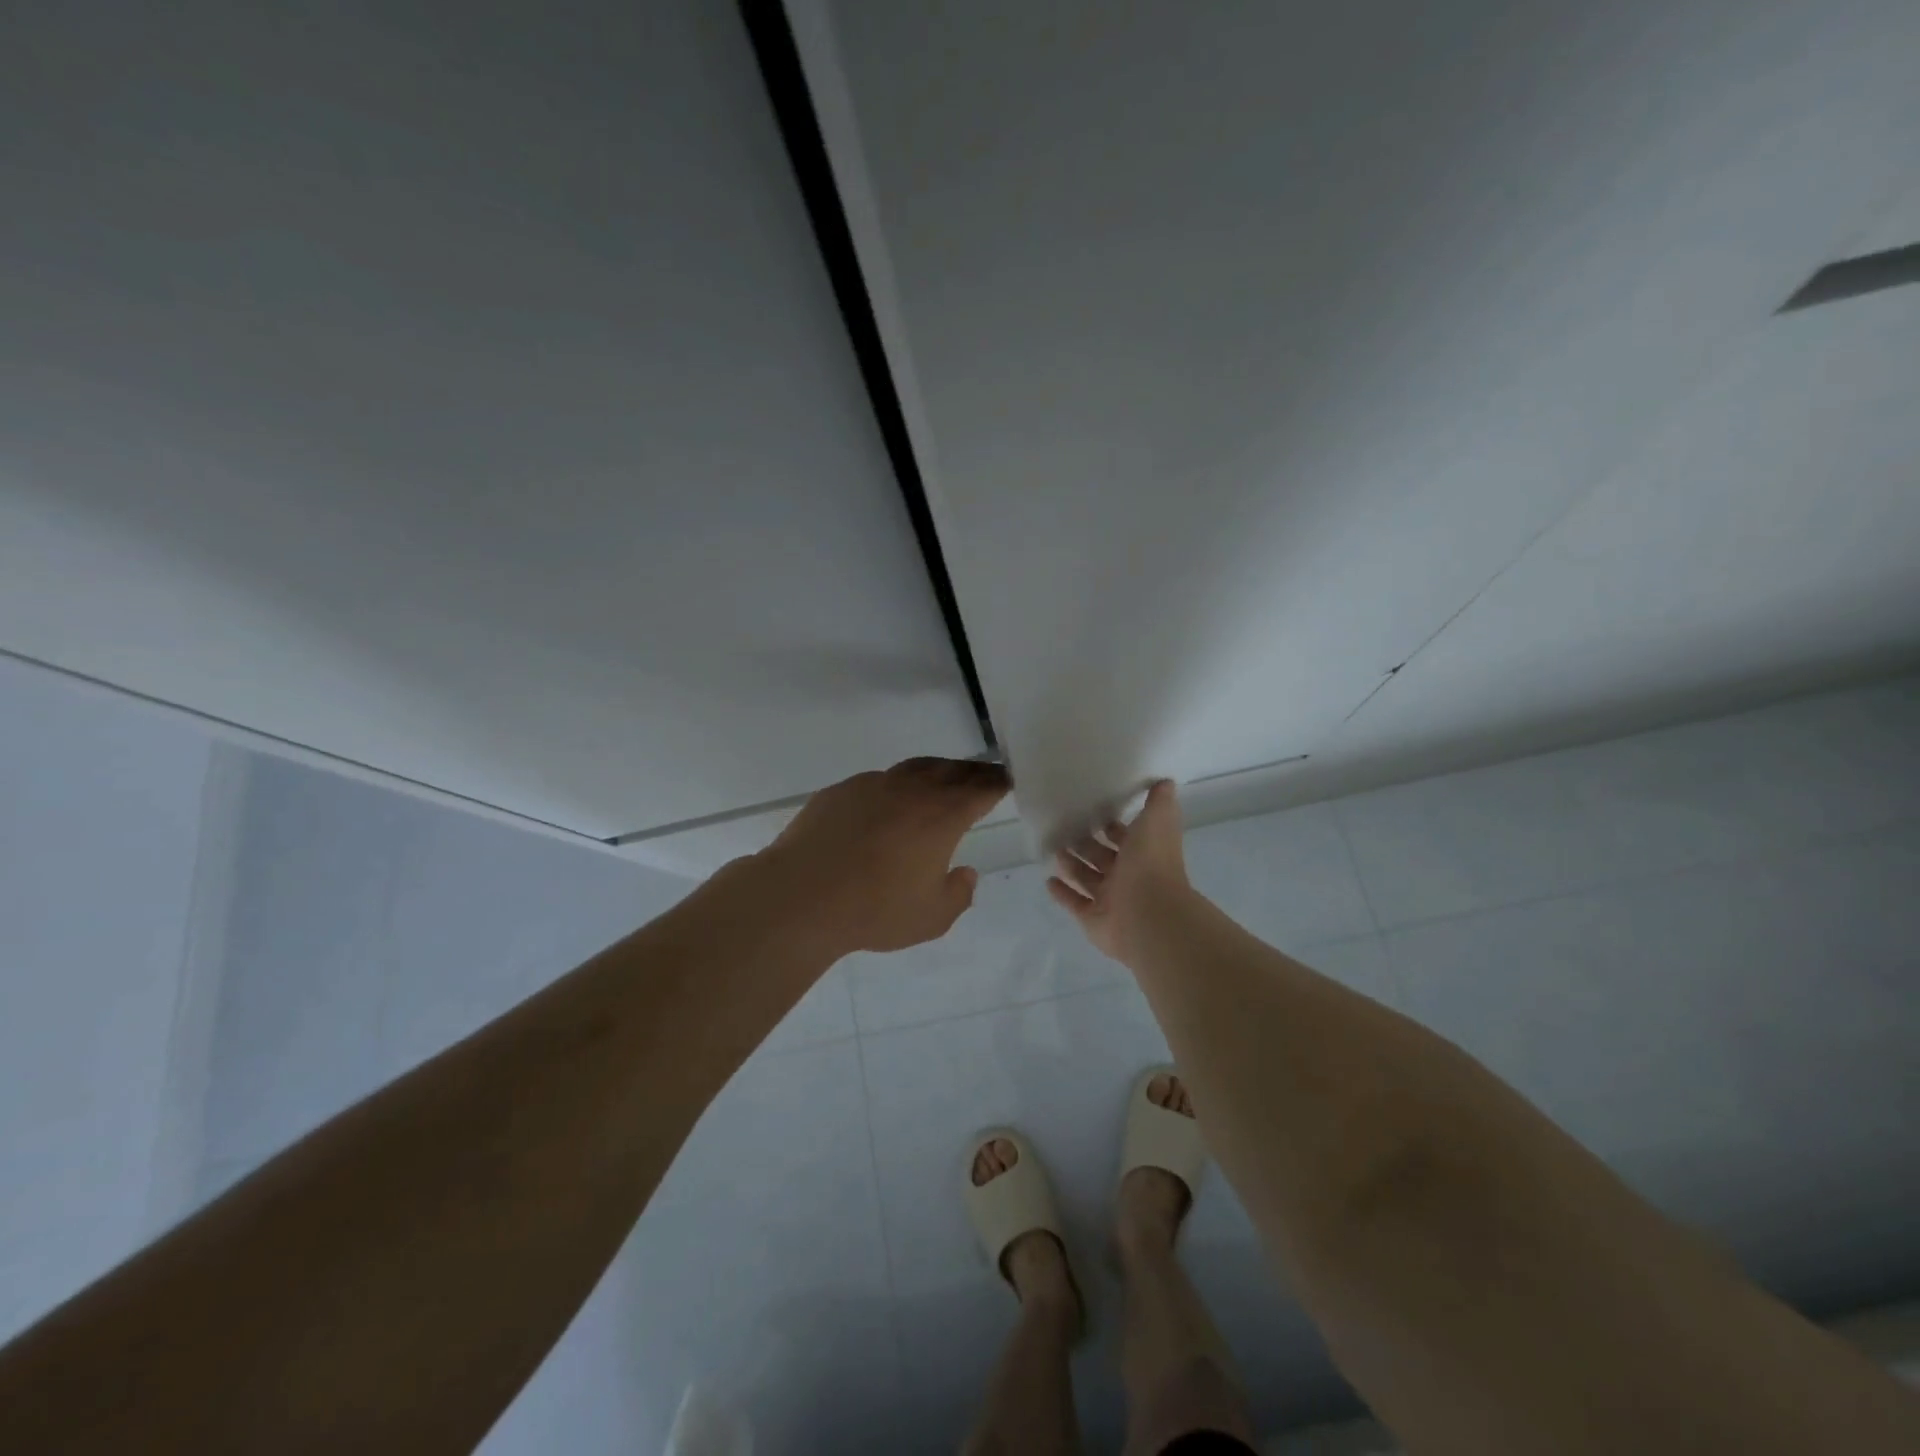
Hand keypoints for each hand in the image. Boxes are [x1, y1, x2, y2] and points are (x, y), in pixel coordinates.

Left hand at [759, 757, 1010, 954]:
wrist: (801, 896)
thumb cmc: (874, 910)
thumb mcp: (931, 918)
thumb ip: (958, 894)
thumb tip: (965, 873)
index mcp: (941, 816)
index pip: (981, 789)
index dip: (997, 783)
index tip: (1008, 780)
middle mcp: (911, 790)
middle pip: (951, 770)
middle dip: (973, 771)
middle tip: (984, 775)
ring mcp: (872, 785)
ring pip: (914, 768)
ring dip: (935, 771)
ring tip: (942, 778)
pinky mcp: (840, 791)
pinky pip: (877, 781)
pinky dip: (895, 786)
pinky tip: (887, 804)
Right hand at [1047, 781, 1195, 962]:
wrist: (1149, 914)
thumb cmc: (1151, 864)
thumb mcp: (1157, 822)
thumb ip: (1159, 802)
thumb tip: (1165, 781)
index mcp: (1143, 854)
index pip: (1126, 837)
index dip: (1112, 826)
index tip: (1092, 811)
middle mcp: (1128, 877)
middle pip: (1103, 858)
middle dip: (1086, 844)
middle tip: (1063, 828)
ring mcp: (1111, 900)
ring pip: (1088, 879)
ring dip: (1072, 865)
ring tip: (1053, 849)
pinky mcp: (1094, 919)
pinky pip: (1075, 904)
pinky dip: (1062, 894)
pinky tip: (1048, 880)